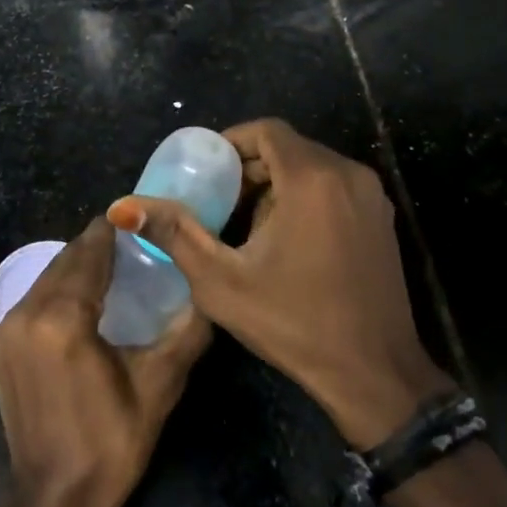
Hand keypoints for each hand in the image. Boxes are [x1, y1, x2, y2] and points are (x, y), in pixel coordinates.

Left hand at [0, 217, 210, 506]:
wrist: (51, 502)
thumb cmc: (110, 444)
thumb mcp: (158, 386)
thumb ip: (186, 331)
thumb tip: (211, 294)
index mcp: (63, 318)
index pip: (89, 252)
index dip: (113, 231)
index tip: (139, 221)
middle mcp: (26, 312)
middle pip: (65, 260)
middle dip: (96, 247)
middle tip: (133, 244)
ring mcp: (6, 329)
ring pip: (47, 277)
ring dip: (76, 268)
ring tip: (112, 269)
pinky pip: (32, 299)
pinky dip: (57, 290)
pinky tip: (82, 301)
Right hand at [109, 118, 452, 448]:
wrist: (375, 376)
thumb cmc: (295, 324)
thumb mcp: (222, 281)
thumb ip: (175, 234)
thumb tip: (125, 207)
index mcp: (312, 178)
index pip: (267, 130)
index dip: (232, 142)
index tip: (206, 170)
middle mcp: (347, 174)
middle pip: (288, 148)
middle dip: (250, 168)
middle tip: (218, 201)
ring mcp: (371, 196)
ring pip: (311, 167)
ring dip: (275, 184)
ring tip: (245, 225)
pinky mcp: (382, 219)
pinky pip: (333, 187)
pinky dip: (303, 197)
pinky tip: (284, 240)